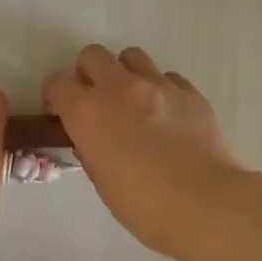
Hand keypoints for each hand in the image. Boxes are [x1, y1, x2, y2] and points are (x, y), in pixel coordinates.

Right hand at [42, 46, 245, 260]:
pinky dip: (161, 90)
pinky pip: (168, 77)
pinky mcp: (190, 92)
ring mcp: (158, 85)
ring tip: (134, 103)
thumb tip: (92, 137)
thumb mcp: (102, 180)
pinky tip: (167, 116)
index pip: (57, 82)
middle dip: (89, 74)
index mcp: (88, 112)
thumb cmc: (144, 205)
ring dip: (126, 74)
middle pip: (93, 55)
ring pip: (132, 56)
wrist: (206, 204)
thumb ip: (90, 149)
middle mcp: (120, 88)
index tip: (62, 115)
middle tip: (98, 102)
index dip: (56, 97)